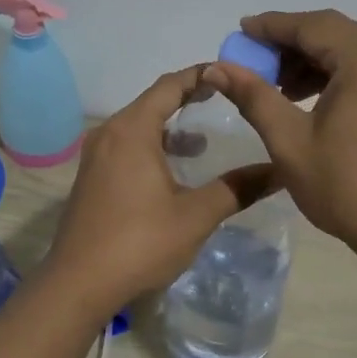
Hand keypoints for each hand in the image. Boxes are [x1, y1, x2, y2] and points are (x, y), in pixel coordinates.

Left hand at [42, 67, 276, 312]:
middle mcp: (110, 133)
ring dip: (170, 125)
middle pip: (152, 101)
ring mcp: (96, 155)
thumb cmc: (139, 242)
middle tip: (225, 100)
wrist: (77, 284)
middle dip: (188, 98)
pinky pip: (126, 145)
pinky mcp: (91, 177)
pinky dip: (152, 145)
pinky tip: (173, 168)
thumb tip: (279, 171)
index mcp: (132, 130)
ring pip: (138, 125)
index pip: (170, 85)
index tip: (230, 74)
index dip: (200, 75)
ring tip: (203, 137)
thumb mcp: (196, 215)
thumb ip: (237, 189)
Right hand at [203, 10, 356, 265]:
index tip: (240, 32)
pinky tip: (302, 98)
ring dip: (308, 60)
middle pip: (331, 33)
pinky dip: (329, 76)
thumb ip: (253, 96)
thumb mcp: (289, 141)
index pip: (312, 26)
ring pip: (346, 51)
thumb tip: (216, 68)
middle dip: (288, 43)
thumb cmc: (346, 186)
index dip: (272, 26)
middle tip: (251, 60)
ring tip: (273, 85)